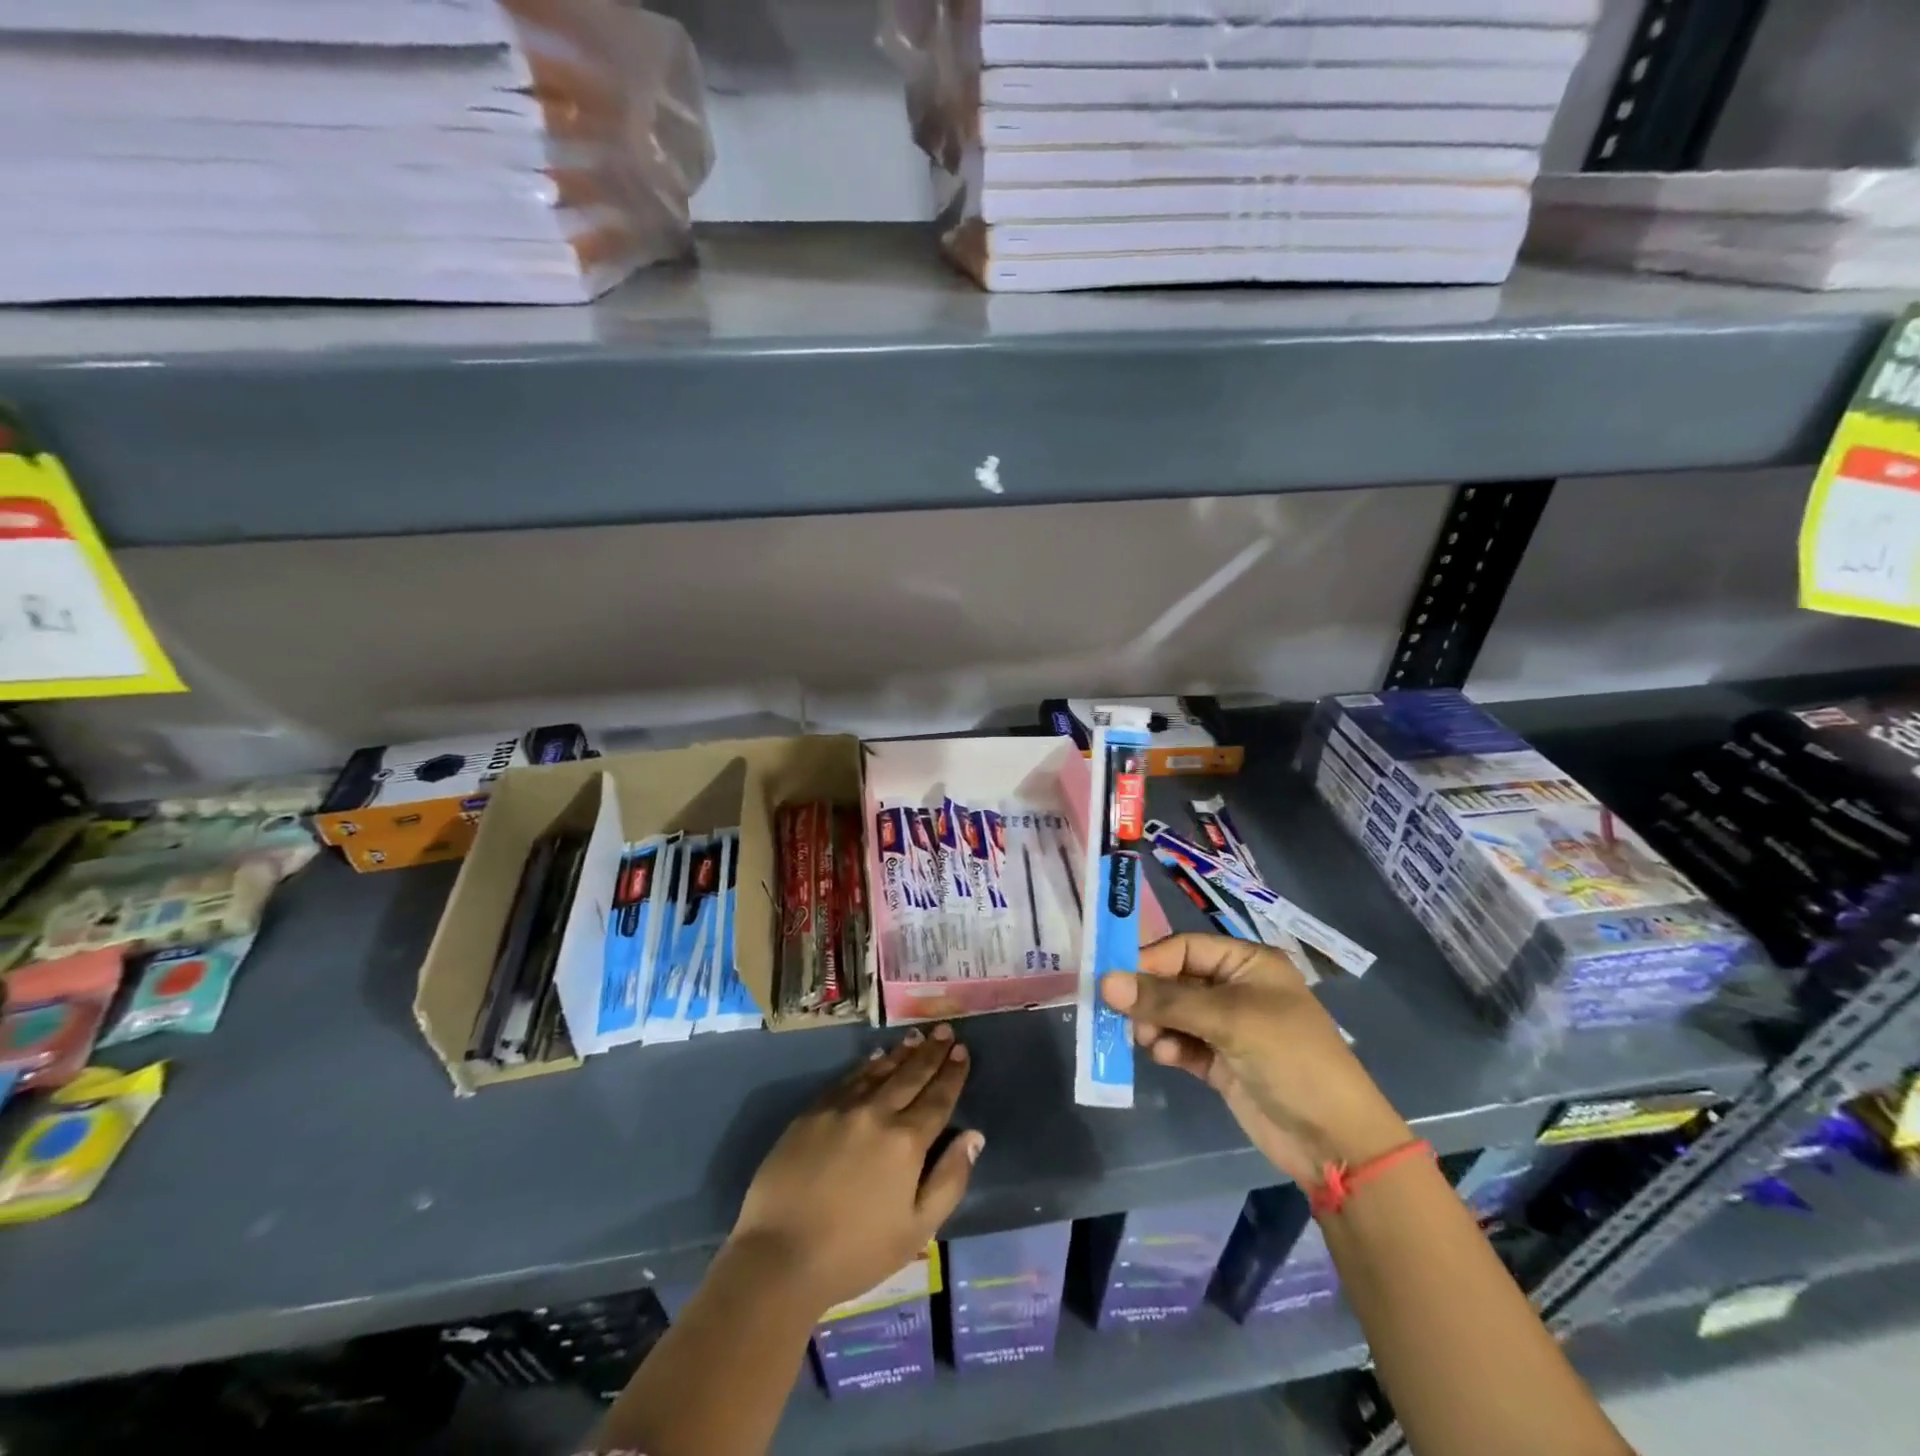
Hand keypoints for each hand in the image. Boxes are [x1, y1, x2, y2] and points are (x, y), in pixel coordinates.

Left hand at [728, 1025, 981, 1315]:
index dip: (952, 1073)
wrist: (780, 1255)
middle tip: (944, 1030)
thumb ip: (949, 1180)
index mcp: (906, 1142)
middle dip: (931, 1052)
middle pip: (910, 1075)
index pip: (937, 1098)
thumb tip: (973, 1136)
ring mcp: (841, 1108)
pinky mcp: (812, 1112)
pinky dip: (866, 1065)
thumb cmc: (856, 1252)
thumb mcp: (916, 1229)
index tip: (962, 1050)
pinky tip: (875, 1057)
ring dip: (901, 1052)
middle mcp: (877, 1113)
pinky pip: (847, 1079)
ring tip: (916, 1036)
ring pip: (879, 1071)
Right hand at [1102, 934, 1411, 1185]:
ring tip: (1148, 1041)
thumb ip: (1166, 1000)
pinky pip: (1182, 1044)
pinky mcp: (1221, 1062)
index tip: (1113, 979)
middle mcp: (1236, 989)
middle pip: (1176, 980)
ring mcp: (1229, 1027)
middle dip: (1149, 996)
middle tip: (1120, 1014)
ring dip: (1155, 1024)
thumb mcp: (1229, 1020)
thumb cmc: (1289, 1058)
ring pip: (1174, 1013)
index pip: (1185, 948)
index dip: (1149, 961)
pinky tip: (1166, 1058)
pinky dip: (1169, 1048)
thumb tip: (1105, 983)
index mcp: (1248, 963)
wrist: (1335, 1141)